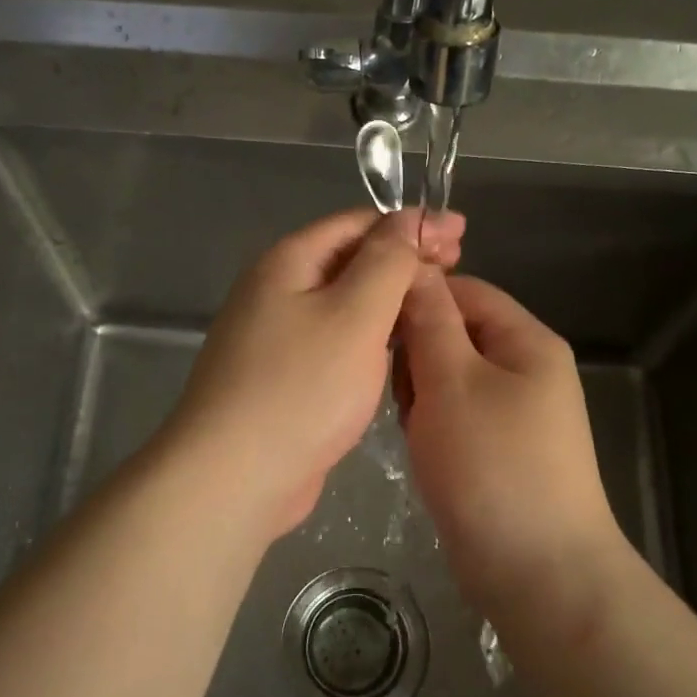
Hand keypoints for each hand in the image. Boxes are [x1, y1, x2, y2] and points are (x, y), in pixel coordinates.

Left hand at [160, 208, 465, 542]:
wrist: (236, 476)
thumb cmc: (302, 387)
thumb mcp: (355, 313)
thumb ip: (389, 260)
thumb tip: (411, 219)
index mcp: (289, 262)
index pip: (359, 223)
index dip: (412, 224)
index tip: (461, 235)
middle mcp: (276, 290)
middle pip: (350, 260)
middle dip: (404, 259)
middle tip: (457, 267)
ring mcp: (276, 336)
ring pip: (344, 304)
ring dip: (389, 299)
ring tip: (435, 305)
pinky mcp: (284, 377)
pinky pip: (335, 341)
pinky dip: (369, 336)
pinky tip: (397, 349)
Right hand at [395, 271, 625, 621]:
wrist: (537, 572)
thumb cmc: (492, 465)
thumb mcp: (452, 381)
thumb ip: (430, 321)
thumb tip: (414, 268)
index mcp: (527, 340)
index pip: (464, 291)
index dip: (417, 298)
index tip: (374, 324)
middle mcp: (526, 369)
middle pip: (456, 334)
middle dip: (417, 355)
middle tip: (397, 390)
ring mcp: (515, 412)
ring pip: (449, 377)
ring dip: (421, 394)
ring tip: (411, 425)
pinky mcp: (499, 449)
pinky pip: (455, 415)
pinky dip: (432, 424)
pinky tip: (422, 448)